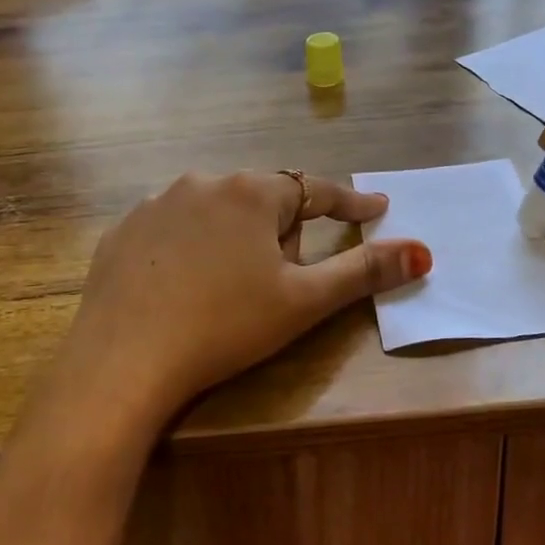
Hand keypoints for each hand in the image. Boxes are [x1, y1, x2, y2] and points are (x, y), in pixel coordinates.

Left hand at [52, 172, 431, 435]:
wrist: (122, 362)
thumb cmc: (225, 326)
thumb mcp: (302, 301)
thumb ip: (363, 271)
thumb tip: (421, 251)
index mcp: (252, 193)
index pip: (316, 190)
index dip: (350, 202)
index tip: (375, 207)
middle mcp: (204, 182)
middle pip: (264, 202)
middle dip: (282, 235)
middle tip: (276, 285)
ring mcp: (156, 202)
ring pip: (218, 213)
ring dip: (236, 239)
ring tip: (227, 290)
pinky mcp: (123, 230)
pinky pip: (174, 229)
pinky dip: (191, 249)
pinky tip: (183, 287)